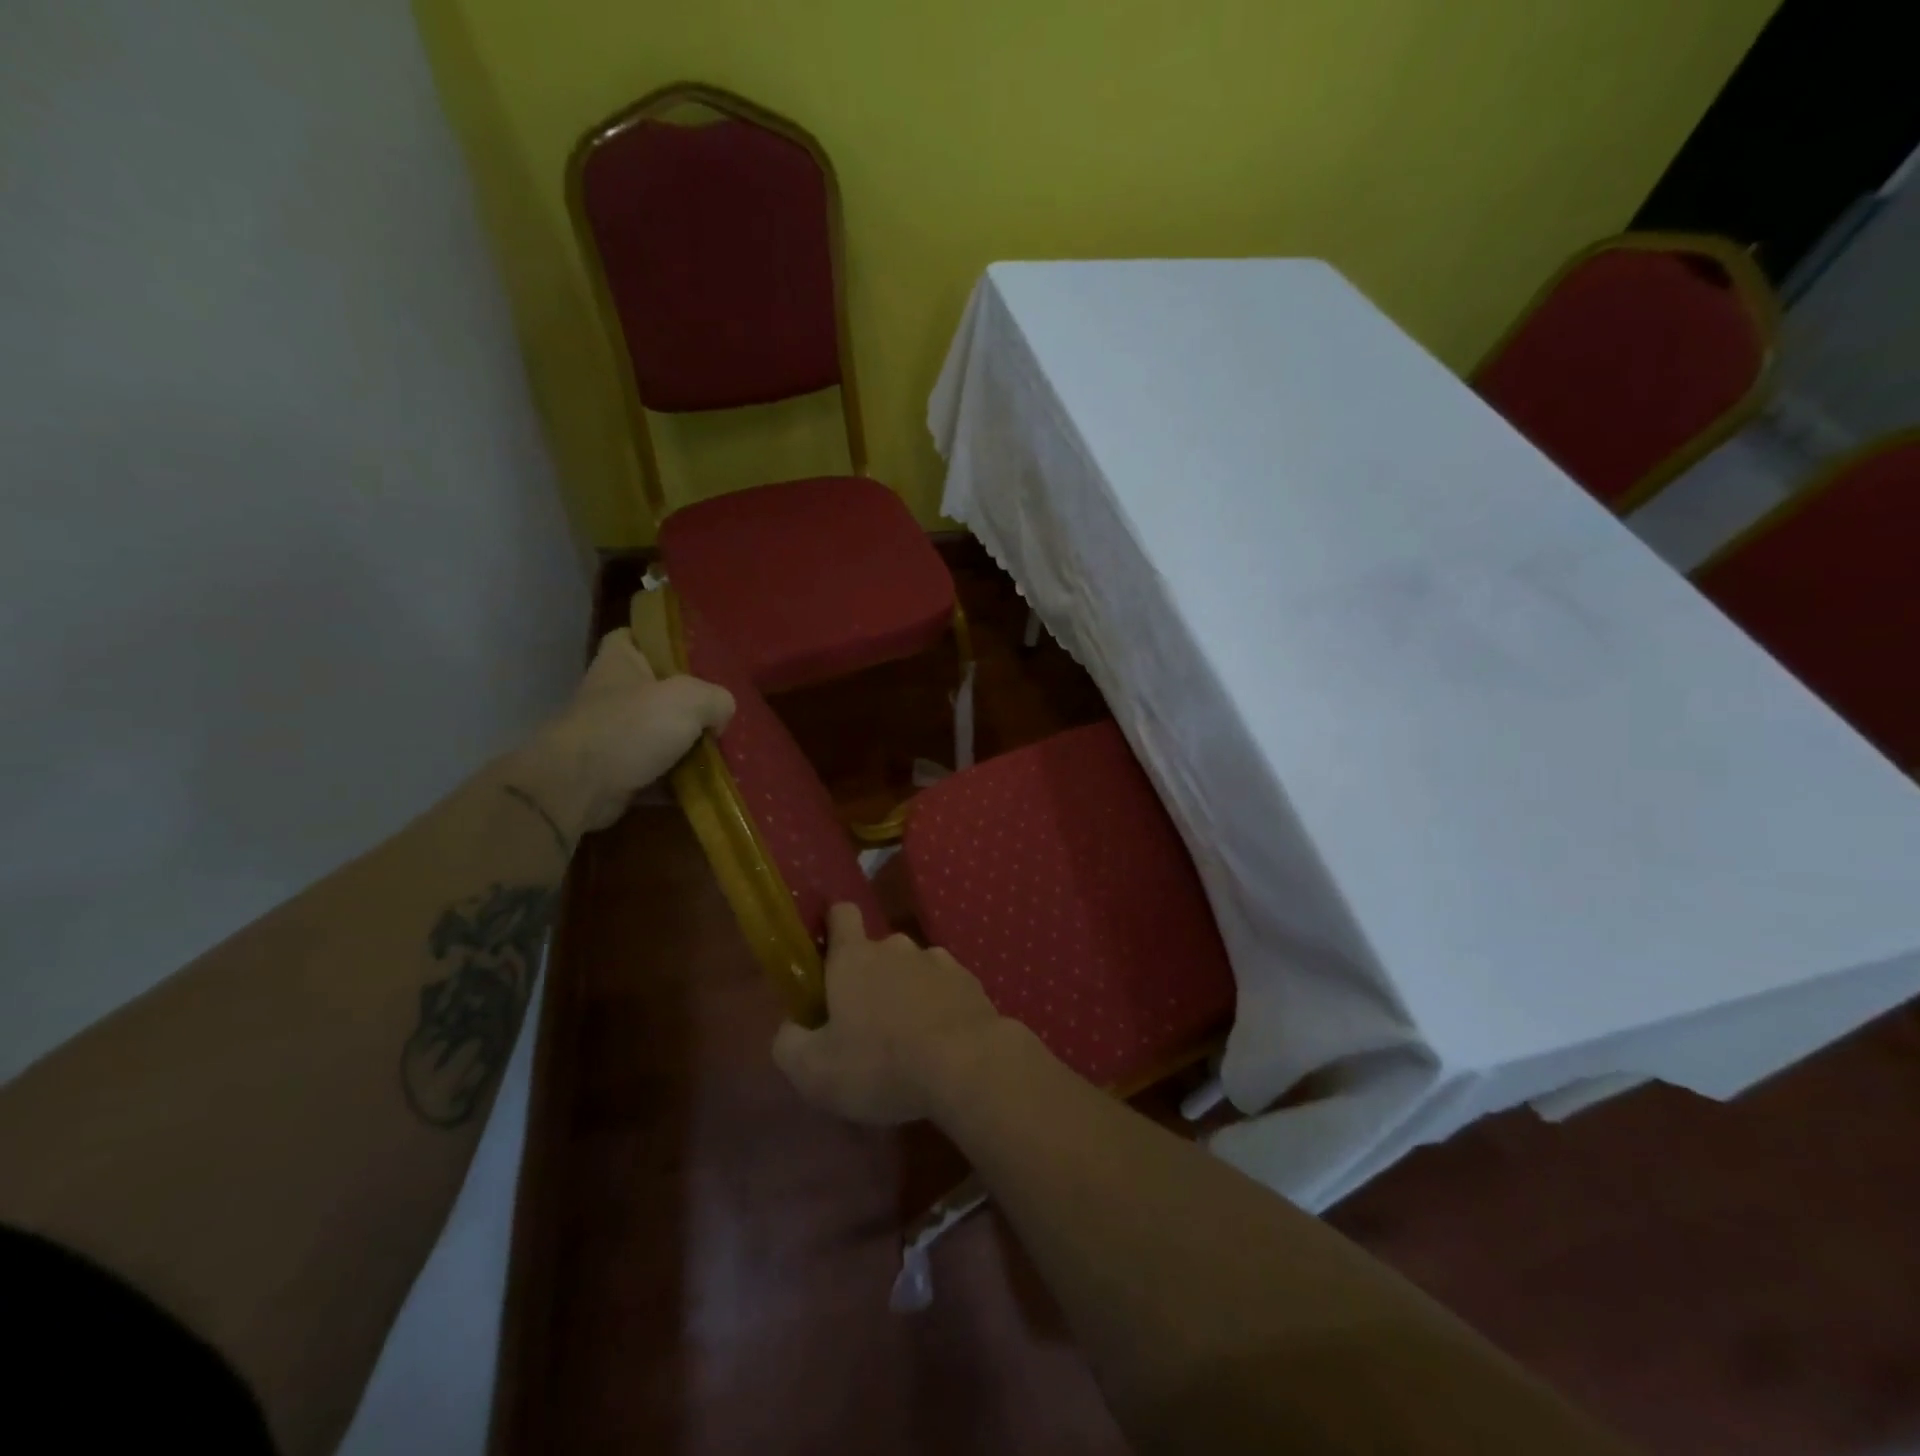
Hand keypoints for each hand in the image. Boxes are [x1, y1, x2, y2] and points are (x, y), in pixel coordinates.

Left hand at [524, 629, 734, 835]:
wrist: (578, 787)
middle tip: (722, 711)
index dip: (661, 642)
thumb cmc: (630, 727)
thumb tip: (720, 716)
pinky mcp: (616, 772)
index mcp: (621, 662)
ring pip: (660, 733)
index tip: (693, 656)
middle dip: (689, 702)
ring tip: (724, 750)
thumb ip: (717, 698)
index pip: (635, 636)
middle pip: (657, 689)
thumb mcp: (689, 699)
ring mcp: (612, 735)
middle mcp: (613, 694)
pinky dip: (679, 779)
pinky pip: (657, 771)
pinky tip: (709, 783)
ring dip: (688, 744)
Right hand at [772, 903, 1008, 1125]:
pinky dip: (939, 1007)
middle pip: (877, 951)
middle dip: (870, 978)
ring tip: (908, 1039)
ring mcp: (939, 961)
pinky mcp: (970, 982)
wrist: (968, 1066)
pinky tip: (941, 1043)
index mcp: (854, 957)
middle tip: (866, 1025)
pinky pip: (945, 988)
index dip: (833, 927)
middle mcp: (896, 947)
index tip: (827, 956)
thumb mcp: (813, 1070)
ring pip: (913, 970)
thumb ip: (789, 1043)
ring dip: (907, 993)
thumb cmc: (881, 1063)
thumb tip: (791, 1027)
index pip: (841, 914)